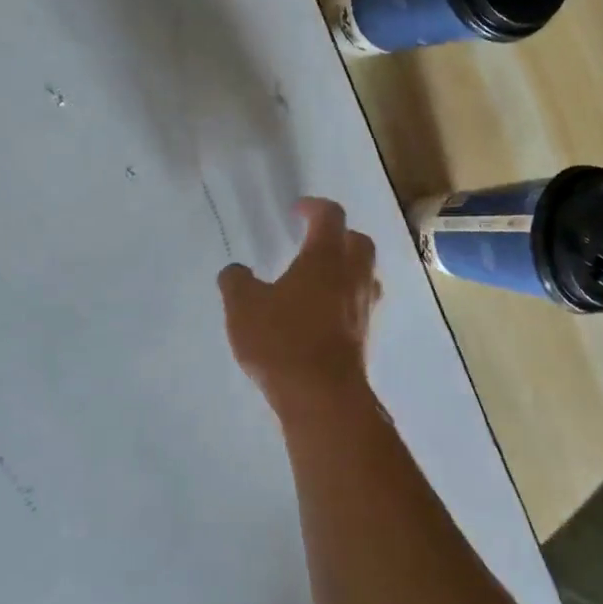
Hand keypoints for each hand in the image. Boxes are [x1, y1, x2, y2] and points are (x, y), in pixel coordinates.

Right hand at [218, 198, 380, 403]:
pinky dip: (347, 298)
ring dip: (348, 267)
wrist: (323, 396)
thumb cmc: (283, 341)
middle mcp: (353, 275)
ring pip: (366, 273)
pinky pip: (362, 303)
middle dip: (339, 235)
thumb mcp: (243, 308)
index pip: (330, 216)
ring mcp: (365, 306)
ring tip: (321, 278)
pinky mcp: (367, 334)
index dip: (314, 207)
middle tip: (314, 242)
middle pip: (358, 241)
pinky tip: (324, 313)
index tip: (298, 210)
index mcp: (325, 257)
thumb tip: (235, 271)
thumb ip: (236, 282)